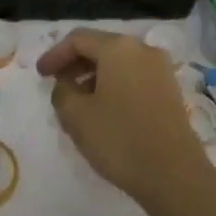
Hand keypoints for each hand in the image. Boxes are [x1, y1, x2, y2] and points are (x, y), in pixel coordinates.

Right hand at [37, 28, 206, 203]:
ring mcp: (160, 69)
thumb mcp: (76, 116)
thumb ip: (62, 92)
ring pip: (118, 63)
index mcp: (118, 48)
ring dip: (94, 75)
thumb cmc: (120, 139)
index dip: (55, 55)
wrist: (175, 176)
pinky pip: (134, 77)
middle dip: (75, 64)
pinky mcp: (170, 90)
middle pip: (100, 47)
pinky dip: (114, 85)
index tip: (40, 75)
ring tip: (78, 101)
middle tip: (56, 84)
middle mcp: (142, 49)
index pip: (78, 39)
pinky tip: (104, 109)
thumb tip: (66, 85)